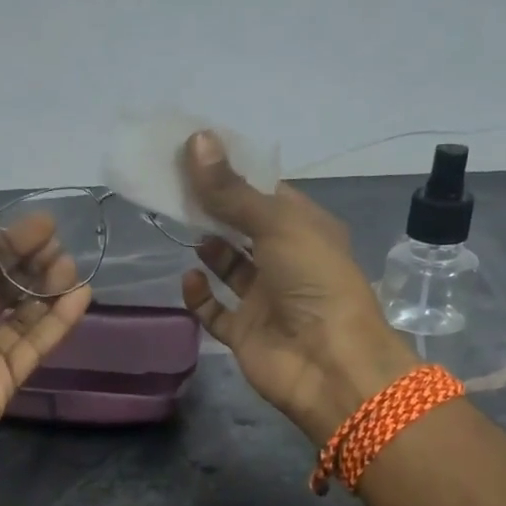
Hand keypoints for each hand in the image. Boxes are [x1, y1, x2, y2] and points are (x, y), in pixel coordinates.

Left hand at [0, 208, 90, 486]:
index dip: (6, 244)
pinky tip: (80, 296)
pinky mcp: (5, 382)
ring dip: (47, 289)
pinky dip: (57, 322)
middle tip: (59, 244)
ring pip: (22, 315)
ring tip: (71, 266)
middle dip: (29, 264)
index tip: (44, 224)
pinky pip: (35, 345)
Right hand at [179, 131, 416, 444]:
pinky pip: (215, 311)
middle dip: (215, 210)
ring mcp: (265, 299)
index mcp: (306, 230)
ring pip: (230, 268)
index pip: (267, 194)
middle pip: (244, 228)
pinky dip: (200, 295)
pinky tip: (189, 277)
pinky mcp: (245, 333)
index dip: (235, 175)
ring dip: (209, 249)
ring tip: (182, 226)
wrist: (329, 364)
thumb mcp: (276, 224)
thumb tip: (196, 140)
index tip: (196, 155)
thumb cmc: (314, 281)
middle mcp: (287, 262)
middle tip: (177, 187)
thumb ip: (232, 190)